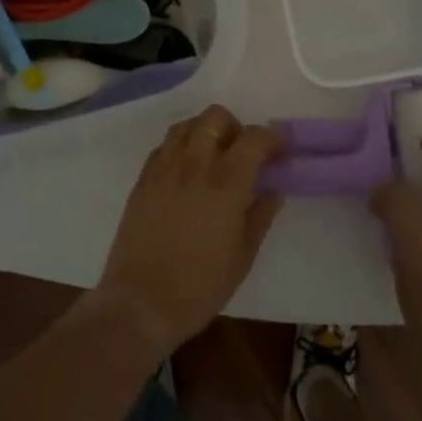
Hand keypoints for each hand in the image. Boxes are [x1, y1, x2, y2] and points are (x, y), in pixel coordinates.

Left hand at [97, 105, 283, 359]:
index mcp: (226, 183)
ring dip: (205, 131)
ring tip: (213, 157)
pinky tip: (186, 172)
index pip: (254, 138)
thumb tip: (275, 189)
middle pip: (216, 117)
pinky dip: (181, 147)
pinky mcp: (142, 178)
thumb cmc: (199, 286)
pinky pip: (165, 145)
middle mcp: (194, 164)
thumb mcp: (243, 256)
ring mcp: (164, 168)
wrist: (140, 303)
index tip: (281, 149)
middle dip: (235, 127)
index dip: (273, 137)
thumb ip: (261, 215)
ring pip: (187, 124)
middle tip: (242, 152)